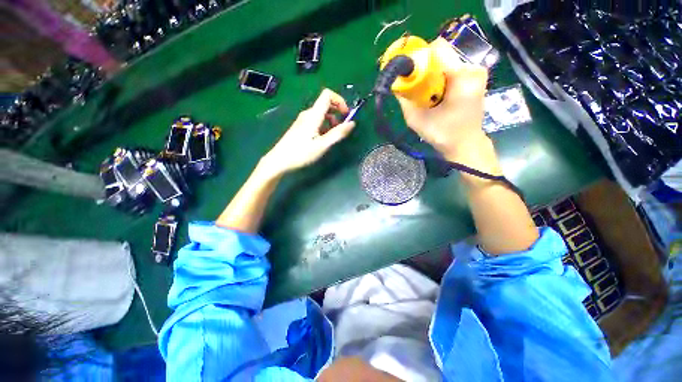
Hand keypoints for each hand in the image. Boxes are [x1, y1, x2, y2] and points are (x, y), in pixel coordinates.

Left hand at [260, 89, 355, 176]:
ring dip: (331, 121)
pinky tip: (323, 139)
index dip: (339, 100)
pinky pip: (316, 121)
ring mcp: (303, 120)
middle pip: (325, 104)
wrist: (279, 160)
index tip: (346, 114)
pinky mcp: (300, 127)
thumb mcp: (322, 145)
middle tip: (342, 127)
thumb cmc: (301, 153)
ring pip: (321, 114)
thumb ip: (337, 134)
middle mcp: (308, 114)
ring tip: (333, 136)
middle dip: (337, 112)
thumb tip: (352, 123)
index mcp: (313, 115)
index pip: (327, 95)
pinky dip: (324, 126)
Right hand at [397, 38, 496, 172]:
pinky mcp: (476, 76)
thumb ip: (404, 100)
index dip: (420, 58)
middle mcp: (473, 68)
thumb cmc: (442, 134)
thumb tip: (395, 84)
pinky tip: (439, 91)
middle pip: (443, 51)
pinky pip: (454, 65)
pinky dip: (442, 74)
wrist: (465, 143)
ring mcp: (477, 71)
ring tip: (429, 91)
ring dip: (434, 71)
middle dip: (427, 65)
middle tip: (419, 86)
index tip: (411, 73)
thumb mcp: (416, 120)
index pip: (438, 49)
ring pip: (448, 57)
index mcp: (461, 77)